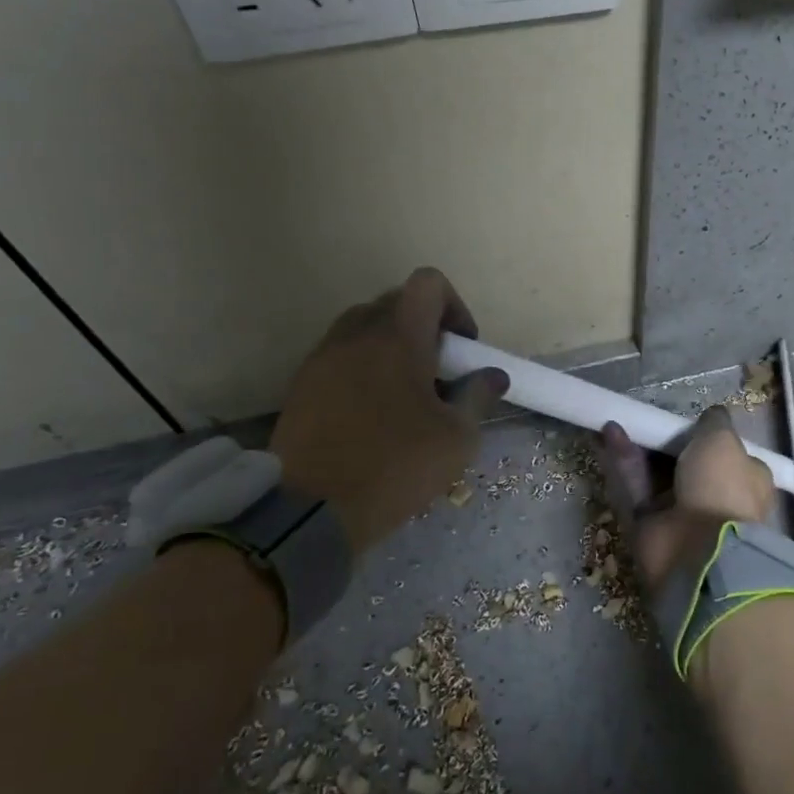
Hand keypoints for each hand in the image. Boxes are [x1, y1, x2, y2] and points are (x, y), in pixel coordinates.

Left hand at [270, 268, 508, 551]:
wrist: (309, 509)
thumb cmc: (395, 466)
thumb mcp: (456, 438)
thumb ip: (478, 396)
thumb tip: (492, 375)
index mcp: (398, 336)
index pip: (428, 283)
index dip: (454, 306)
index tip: (461, 348)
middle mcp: (356, 333)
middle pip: (396, 302)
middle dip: (424, 328)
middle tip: (437, 374)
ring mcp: (322, 357)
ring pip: (364, 328)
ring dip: (390, 347)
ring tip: (404, 394)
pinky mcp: (301, 384)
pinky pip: (340, 356)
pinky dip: (362, 368)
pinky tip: (371, 413)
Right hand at [598, 405, 775, 597]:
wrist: (700, 551)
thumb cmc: (721, 487)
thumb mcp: (723, 440)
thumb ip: (714, 423)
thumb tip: (712, 414)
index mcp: (746, 481)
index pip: (728, 455)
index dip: (707, 437)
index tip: (686, 421)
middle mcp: (715, 497)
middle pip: (686, 463)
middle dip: (664, 441)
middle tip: (645, 419)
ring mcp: (681, 513)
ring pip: (655, 474)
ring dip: (637, 447)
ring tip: (615, 420)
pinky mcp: (650, 524)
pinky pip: (635, 488)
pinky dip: (623, 462)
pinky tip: (609, 434)